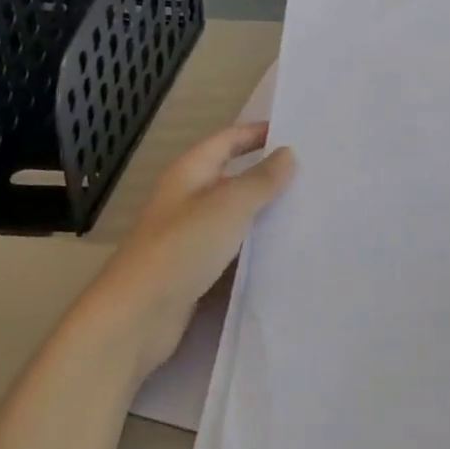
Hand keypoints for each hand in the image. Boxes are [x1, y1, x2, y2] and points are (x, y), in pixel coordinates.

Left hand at [87, 123, 295, 379]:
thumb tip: (288, 153)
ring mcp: (190, 236)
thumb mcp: (228, 206)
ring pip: (234, 215)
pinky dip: (255, 245)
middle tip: (311, 173)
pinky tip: (284, 251)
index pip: (227, 140)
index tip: (294, 132)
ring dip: (264, 211)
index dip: (256, 133)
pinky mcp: (195, 269)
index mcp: (189, 173)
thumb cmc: (182, 248)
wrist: (138, 316)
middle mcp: (188, 199)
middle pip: (231, 176)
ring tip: (307, 209)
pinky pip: (232, 248)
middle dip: (267, 173)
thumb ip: (260, 180)